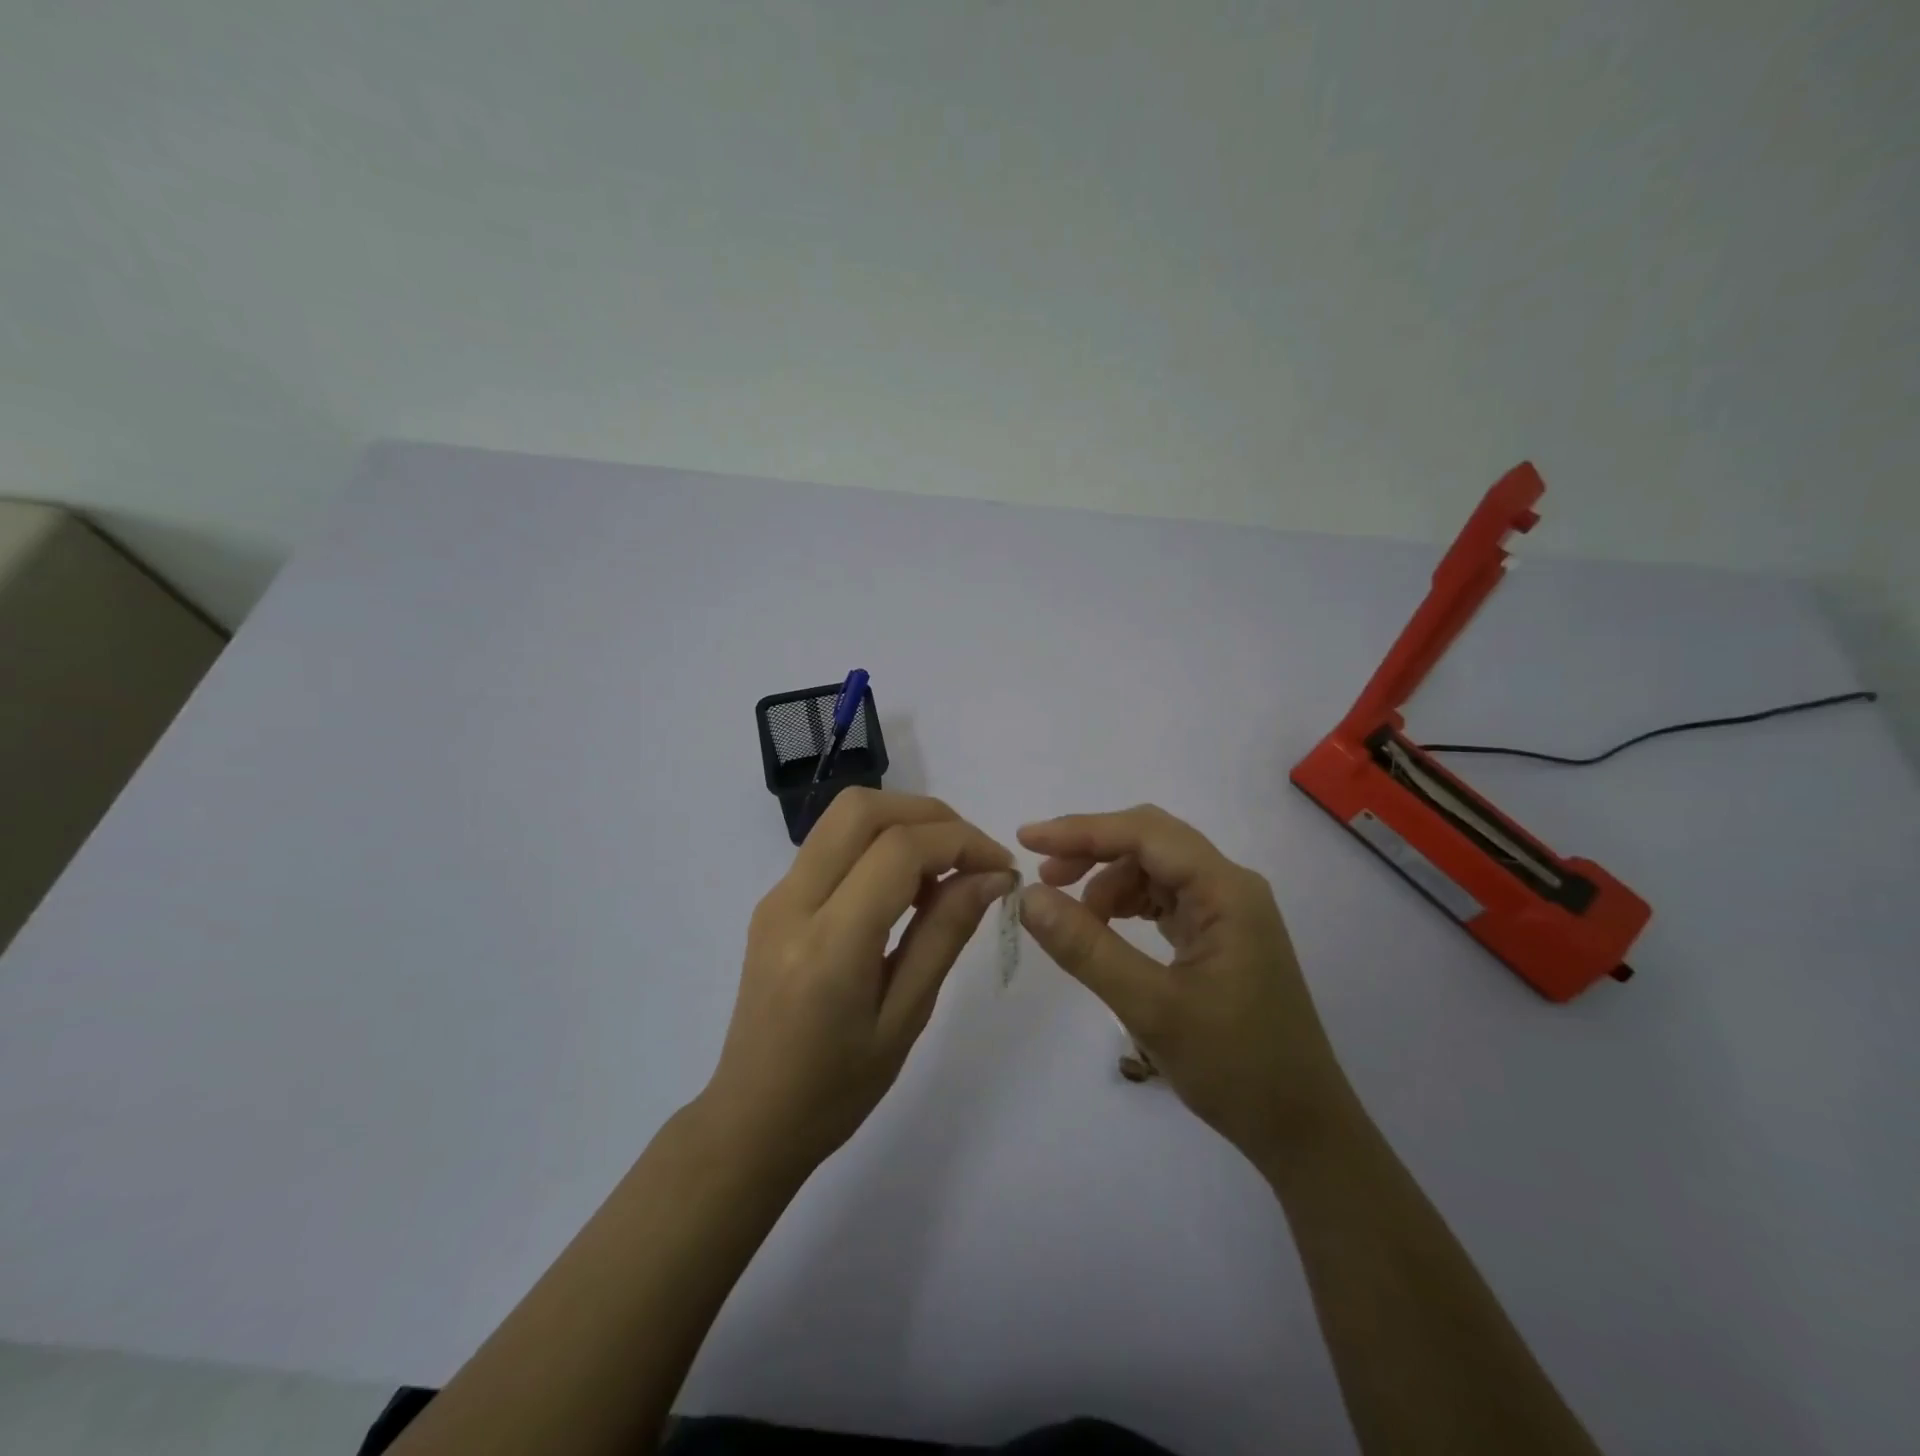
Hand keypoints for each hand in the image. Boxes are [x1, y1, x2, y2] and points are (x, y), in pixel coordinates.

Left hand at [703, 789, 1014, 1177]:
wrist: (751, 1119)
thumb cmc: (836, 1090)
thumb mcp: (905, 1018)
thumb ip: (945, 935)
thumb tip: (992, 876)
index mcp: (828, 944)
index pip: (899, 850)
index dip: (961, 843)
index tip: (1003, 869)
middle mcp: (792, 903)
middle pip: (863, 809)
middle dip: (930, 816)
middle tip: (973, 857)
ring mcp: (776, 896)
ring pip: (844, 817)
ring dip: (904, 824)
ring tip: (944, 875)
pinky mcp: (775, 900)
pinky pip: (832, 845)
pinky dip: (878, 844)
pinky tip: (905, 890)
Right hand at [1017, 805, 1348, 1160]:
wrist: (1301, 1129)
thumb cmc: (1235, 1067)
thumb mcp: (1151, 1008)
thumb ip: (1087, 948)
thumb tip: (1028, 897)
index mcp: (1226, 891)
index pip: (1146, 833)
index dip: (1082, 830)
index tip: (1027, 842)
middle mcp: (1230, 887)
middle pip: (1151, 842)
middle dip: (1093, 850)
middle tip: (1043, 878)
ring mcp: (1228, 911)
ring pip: (1155, 869)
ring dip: (1108, 881)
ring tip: (1071, 917)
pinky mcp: (1220, 935)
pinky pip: (1165, 898)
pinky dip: (1127, 904)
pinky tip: (1104, 929)